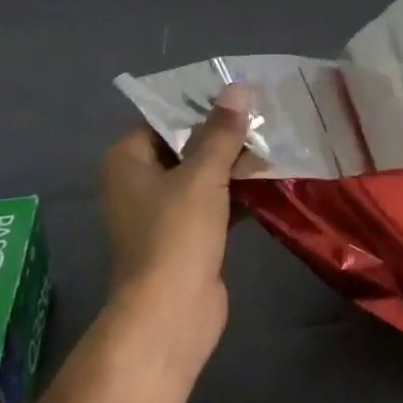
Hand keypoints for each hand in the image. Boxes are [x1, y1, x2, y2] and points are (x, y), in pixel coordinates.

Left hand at [99, 82, 253, 374]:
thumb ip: (222, 131)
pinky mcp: (188, 235)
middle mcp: (140, 181)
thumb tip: (238, 88)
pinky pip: (215, 200)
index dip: (200, 102)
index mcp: (128, 160)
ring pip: (203, 173)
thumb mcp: (202, 175)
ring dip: (235, 160)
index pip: (164, 116)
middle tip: (264, 110)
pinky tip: (272, 175)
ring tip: (275, 136)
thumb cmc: (176, 234)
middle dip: (224, 131)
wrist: (171, 315)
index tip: (238, 89)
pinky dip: (238, 189)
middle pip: (186, 144)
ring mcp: (163, 211)